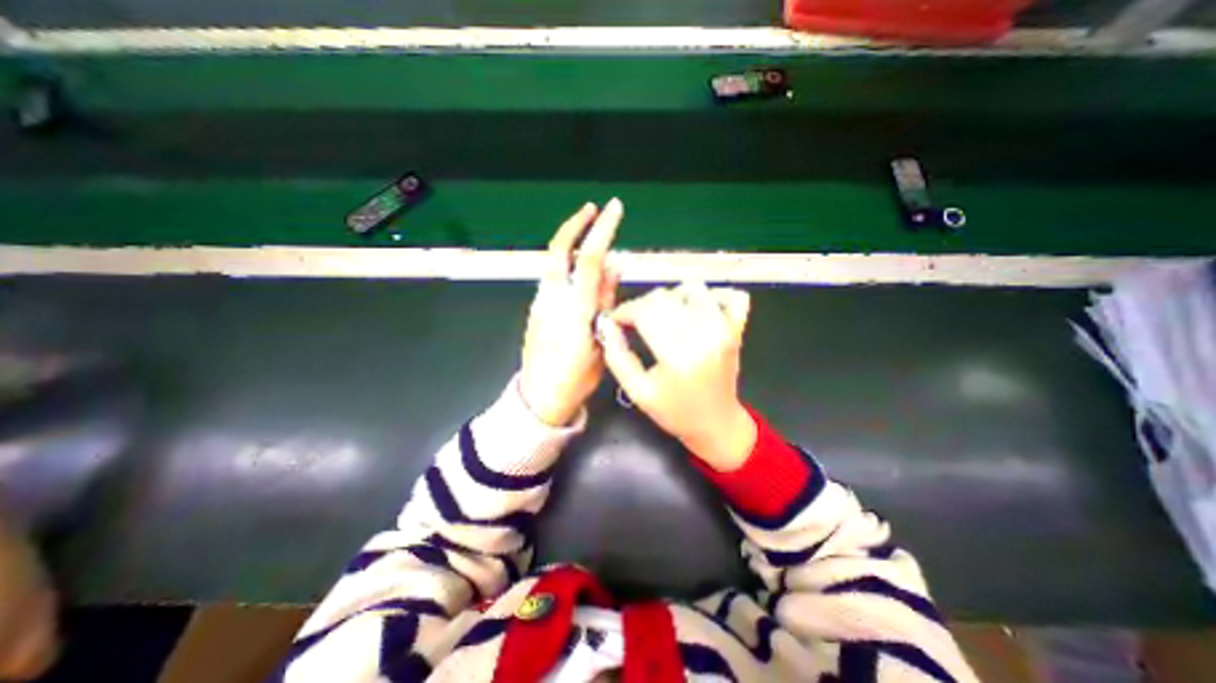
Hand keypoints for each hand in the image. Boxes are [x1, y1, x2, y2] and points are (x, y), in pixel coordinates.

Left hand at [519, 200, 621, 425]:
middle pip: (558, 249)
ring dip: (572, 244)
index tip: (614, 209)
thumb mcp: (601, 343)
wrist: (539, 397)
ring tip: (593, 240)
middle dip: (575, 223)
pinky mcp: (535, 308)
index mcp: (575, 309)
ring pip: (554, 262)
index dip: (602, 230)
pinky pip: (554, 277)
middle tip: (593, 209)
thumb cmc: (576, 378)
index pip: (588, 259)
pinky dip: (568, 265)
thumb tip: (614, 265)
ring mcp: (539, 302)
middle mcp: (552, 298)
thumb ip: (605, 302)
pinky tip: (582, 273)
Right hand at [596, 280, 756, 468]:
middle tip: (636, 322)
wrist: (716, 424)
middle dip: (642, 305)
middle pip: (665, 296)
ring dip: (673, 297)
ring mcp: (725, 330)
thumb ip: (617, 356)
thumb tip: (607, 324)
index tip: (616, 321)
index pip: (645, 311)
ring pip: (693, 288)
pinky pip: (732, 296)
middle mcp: (704, 336)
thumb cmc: (675, 412)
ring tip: (665, 317)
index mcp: (678, 356)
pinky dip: (713, 295)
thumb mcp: (637, 391)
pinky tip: (698, 310)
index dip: (624, 311)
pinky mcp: (738, 329)